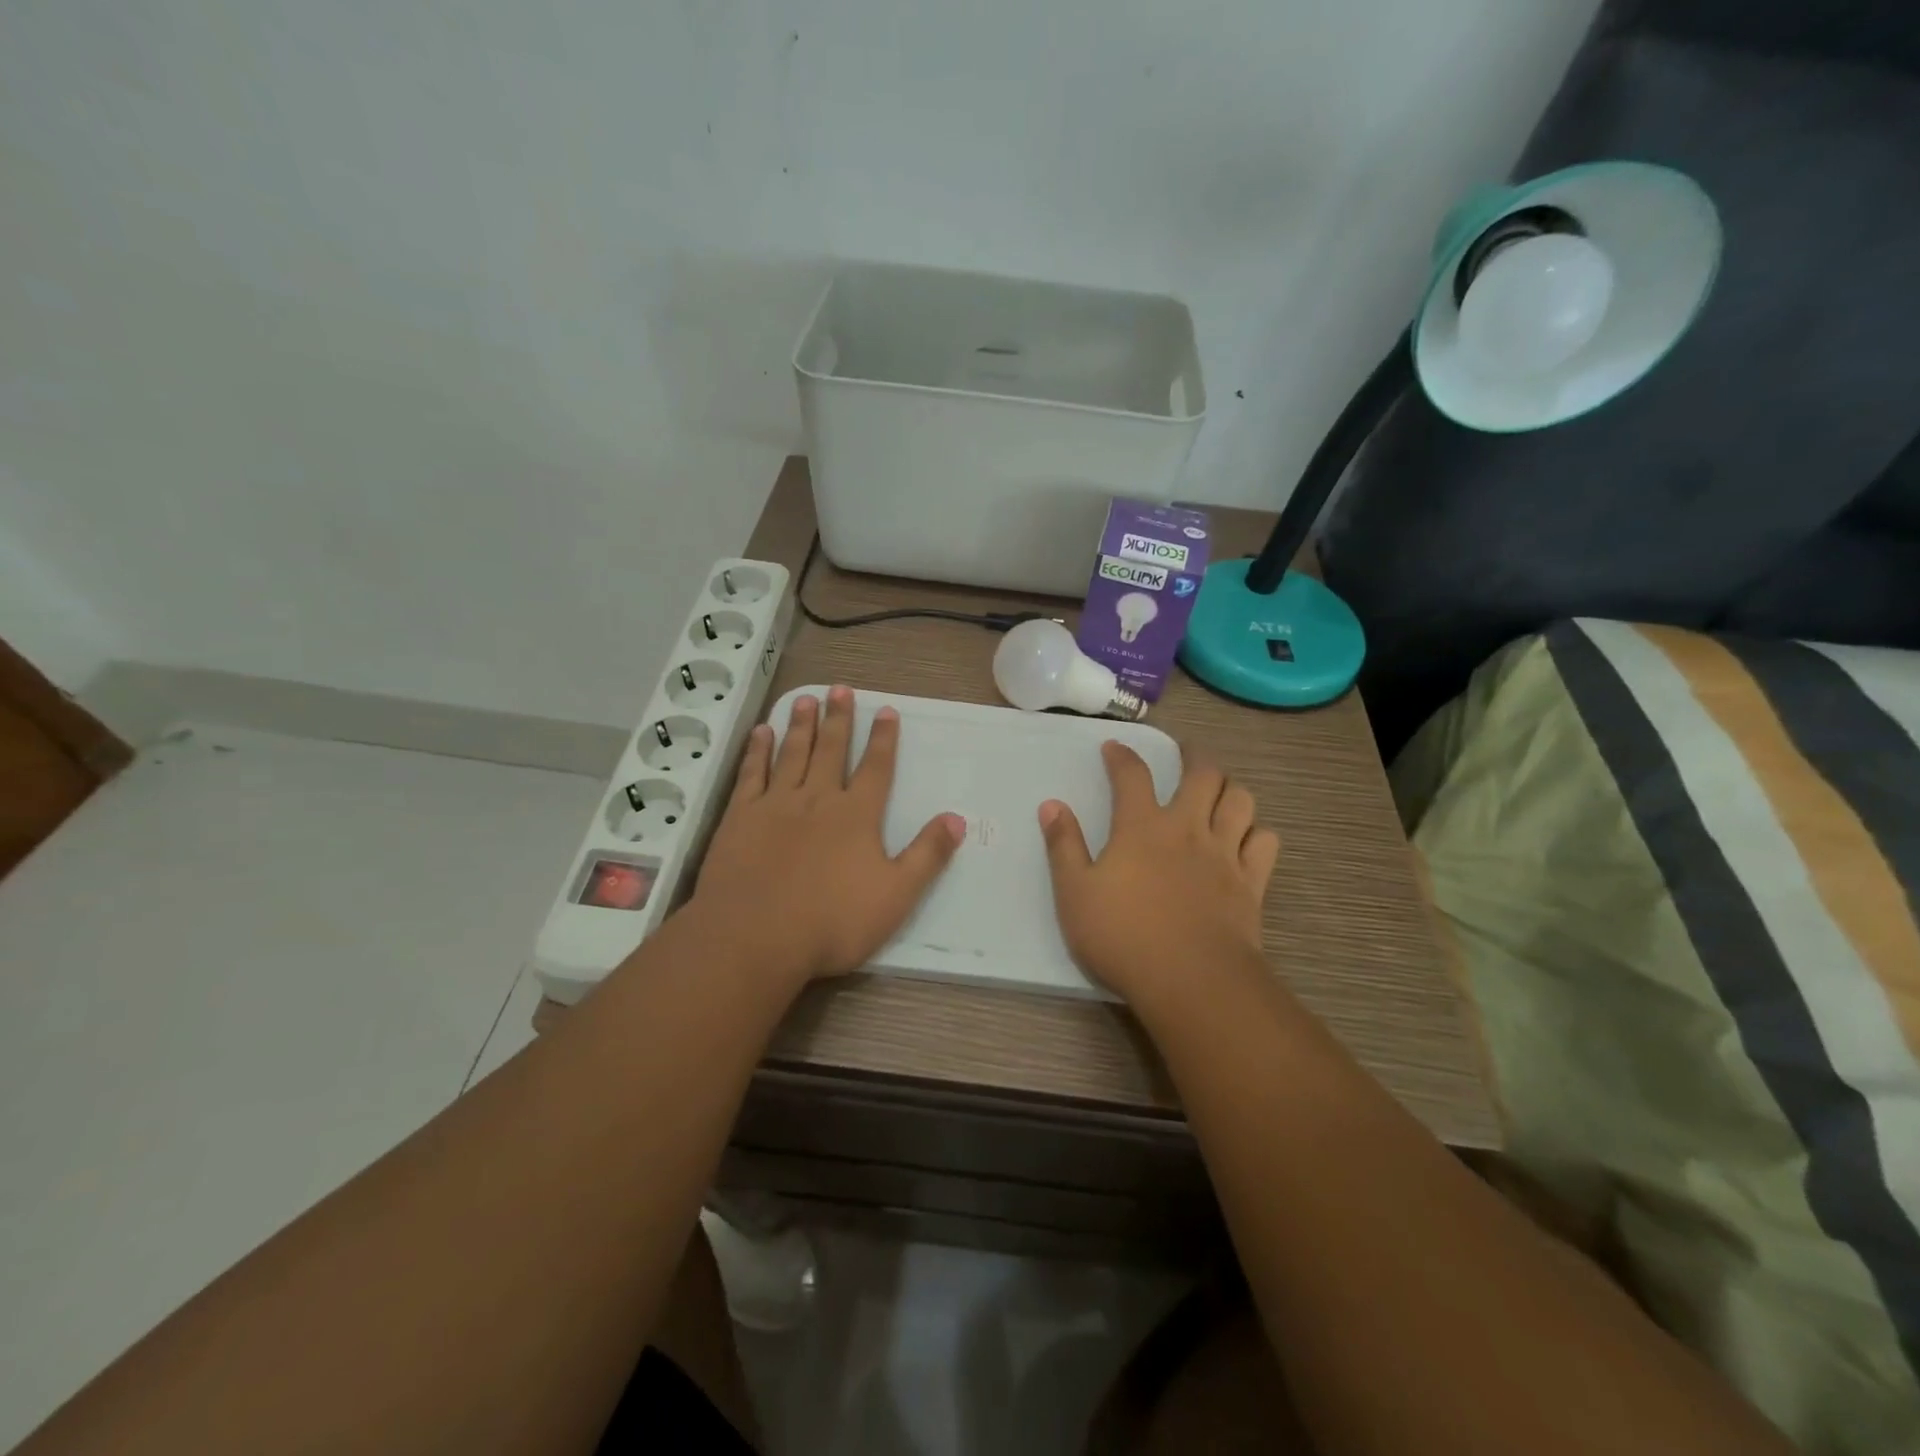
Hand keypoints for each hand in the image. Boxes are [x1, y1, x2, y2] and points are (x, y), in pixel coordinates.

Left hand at [687, 686, 964, 986]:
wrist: (754, 937)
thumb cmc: (832, 921)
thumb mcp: (896, 896)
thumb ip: (928, 855)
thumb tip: (957, 819)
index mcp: (856, 816)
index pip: (876, 768)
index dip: (884, 739)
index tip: (886, 710)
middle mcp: (818, 799)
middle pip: (832, 750)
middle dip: (840, 718)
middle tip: (841, 688)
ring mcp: (775, 805)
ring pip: (792, 754)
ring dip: (801, 725)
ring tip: (806, 698)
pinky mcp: (740, 817)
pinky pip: (751, 774)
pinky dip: (757, 751)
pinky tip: (761, 733)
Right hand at [1039, 742, 1279, 1005]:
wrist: (1191, 980)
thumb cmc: (1123, 936)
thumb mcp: (1075, 893)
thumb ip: (1064, 846)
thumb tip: (1051, 804)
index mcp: (1142, 827)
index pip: (1132, 775)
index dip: (1122, 756)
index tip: (1114, 747)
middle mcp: (1188, 828)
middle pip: (1203, 775)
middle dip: (1194, 757)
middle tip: (1185, 755)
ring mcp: (1225, 854)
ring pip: (1241, 801)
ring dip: (1230, 789)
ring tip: (1219, 791)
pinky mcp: (1251, 882)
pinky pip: (1265, 842)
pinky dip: (1257, 832)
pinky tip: (1246, 838)